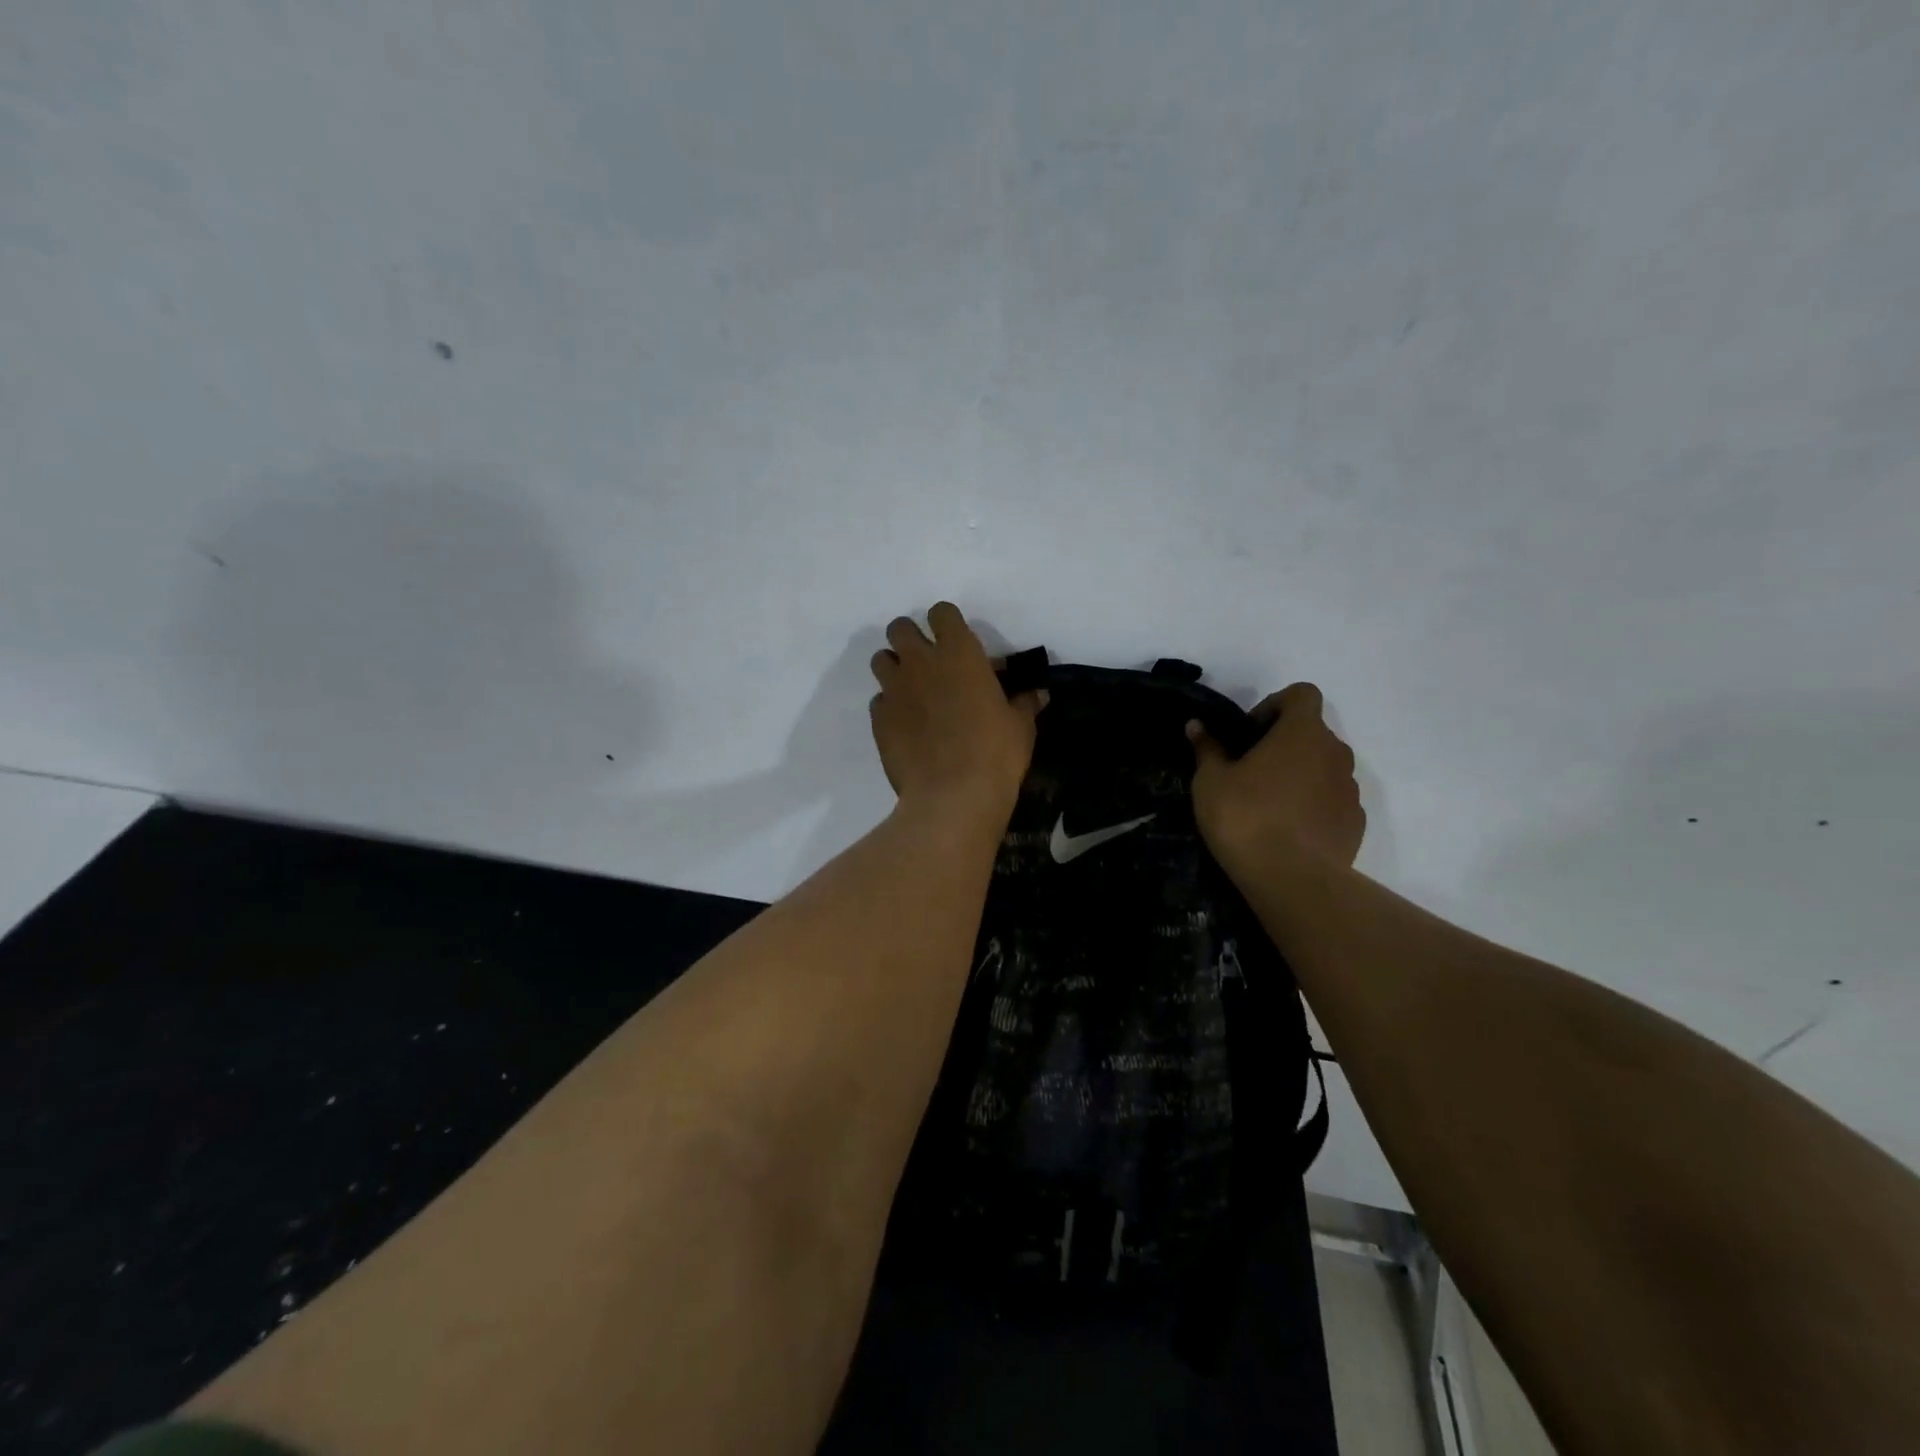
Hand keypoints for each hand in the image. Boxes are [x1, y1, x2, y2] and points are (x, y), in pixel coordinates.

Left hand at [869, 603, 1046, 823]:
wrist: (953, 796)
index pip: (941, 612)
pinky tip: (906, 727)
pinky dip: (890, 707)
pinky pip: (879, 701)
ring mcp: (894, 690)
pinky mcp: (878, 719)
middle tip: (929, 663)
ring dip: (894, 669)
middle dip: (911, 639)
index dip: (947, 623)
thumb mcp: (1020, 726)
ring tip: (913, 691)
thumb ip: (1024, 703)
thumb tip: (1038, 694)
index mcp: (959, 652)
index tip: (957, 642)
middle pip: (900, 628)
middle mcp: (920, 662)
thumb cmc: (995, 753)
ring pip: (881, 660)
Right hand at [1187, 683, 1364, 877]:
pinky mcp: (1355, 823)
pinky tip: (1287, 830)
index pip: (1302, 694)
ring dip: (1300, 775)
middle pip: (1312, 733)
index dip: (1275, 705)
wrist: (1292, 880)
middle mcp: (1335, 753)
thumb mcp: (1210, 781)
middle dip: (1284, 744)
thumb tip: (1197, 725)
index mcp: (1302, 732)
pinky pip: (1332, 801)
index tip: (1250, 733)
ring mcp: (1350, 789)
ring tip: (1268, 804)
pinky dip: (1313, 805)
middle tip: (1250, 770)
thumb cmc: (1245, 817)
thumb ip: (1207, 748)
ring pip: (1324, 768)